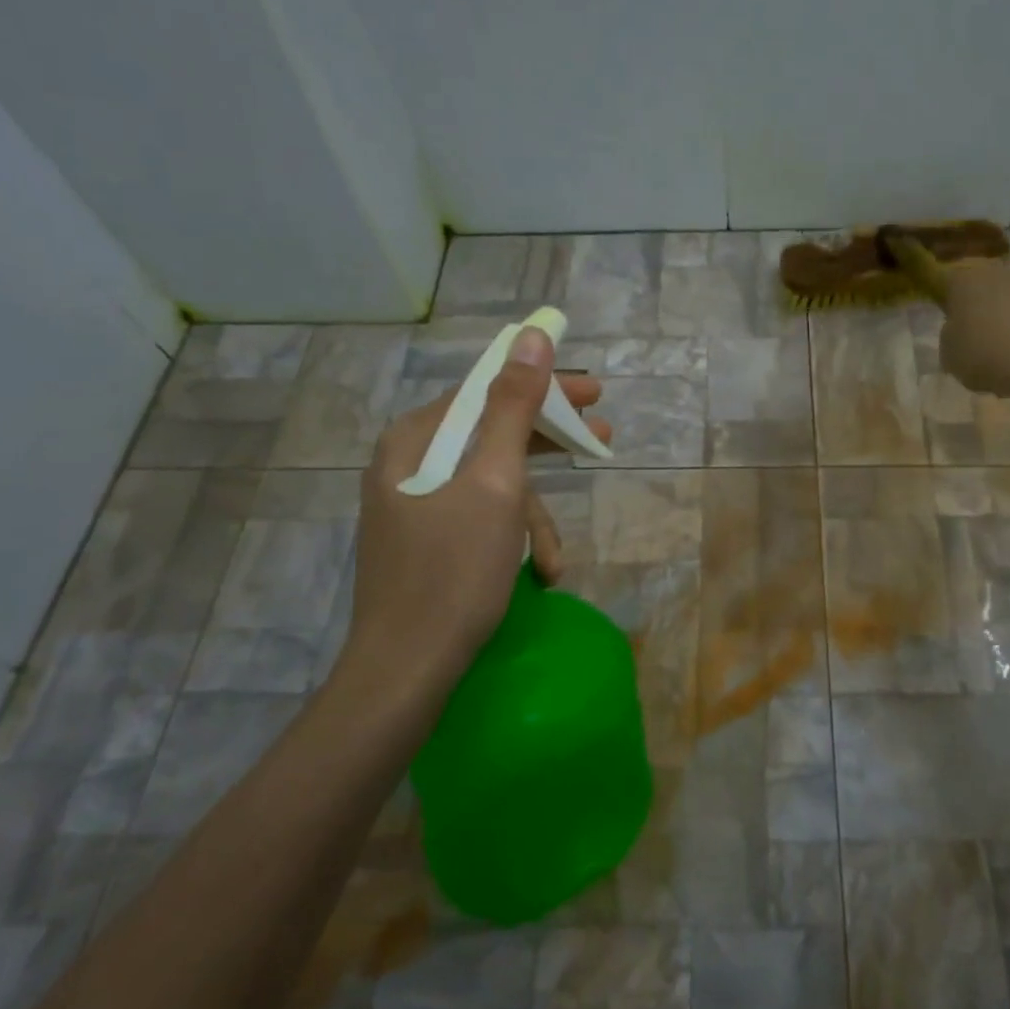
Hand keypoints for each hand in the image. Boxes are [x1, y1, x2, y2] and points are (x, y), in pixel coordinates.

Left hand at [342, 329, 610, 688]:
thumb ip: (514, 407)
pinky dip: (513, 540)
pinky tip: (538, 574)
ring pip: (493, 486)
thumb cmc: (454, 572)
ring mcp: (415, 507)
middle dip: (548, 448)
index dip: (545, 388)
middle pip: (493, 436)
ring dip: (534, 519)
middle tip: (602, 441)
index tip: (595, 395)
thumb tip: (532, 336)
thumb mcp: (495, 484)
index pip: (488, 391)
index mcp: (415, 440)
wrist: (407, 671)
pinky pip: (481, 519)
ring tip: (555, 562)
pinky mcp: (427, 543)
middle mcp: (409, 464)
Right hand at [939, 260, 1009, 397]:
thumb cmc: (991, 357)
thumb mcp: (951, 358)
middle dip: (985, 311)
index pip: (949, 285)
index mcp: (966, 281)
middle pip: (987, 289)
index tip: (954, 330)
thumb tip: (959, 331)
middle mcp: (1002, 271)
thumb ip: (950, 339)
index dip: (950, 307)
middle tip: (985, 344)